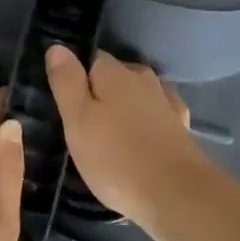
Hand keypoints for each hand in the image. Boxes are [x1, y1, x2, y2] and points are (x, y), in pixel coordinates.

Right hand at [45, 47, 211, 235]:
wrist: (176, 194)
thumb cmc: (116, 158)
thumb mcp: (78, 120)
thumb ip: (67, 82)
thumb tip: (58, 46)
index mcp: (115, 73)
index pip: (91, 58)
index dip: (75, 75)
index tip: (63, 98)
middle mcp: (144, 79)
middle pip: (116, 75)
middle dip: (100, 90)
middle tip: (81, 120)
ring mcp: (166, 102)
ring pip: (138, 94)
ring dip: (124, 105)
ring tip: (109, 130)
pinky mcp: (181, 127)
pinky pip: (157, 114)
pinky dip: (146, 120)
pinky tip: (141, 135)